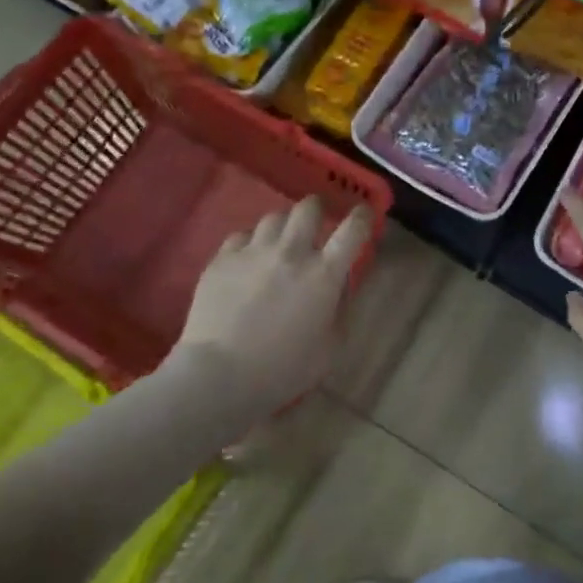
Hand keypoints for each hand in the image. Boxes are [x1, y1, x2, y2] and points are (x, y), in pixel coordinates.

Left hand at [176, 197, 374, 406]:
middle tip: (316, 222)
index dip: (362, 216)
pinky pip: (241, 236)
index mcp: (324, 274)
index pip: (352, 230)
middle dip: (317, 209)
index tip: (363, 213)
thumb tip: (339, 286)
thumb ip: (340, 309)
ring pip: (273, 217)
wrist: (219, 374)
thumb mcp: (330, 348)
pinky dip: (251, 243)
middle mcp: (291, 252)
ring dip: (283, 226)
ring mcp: (253, 252)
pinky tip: (248, 259)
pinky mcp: (222, 259)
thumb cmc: (283, 369)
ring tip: (280, 242)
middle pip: (308, 208)